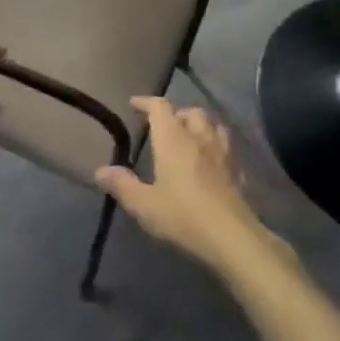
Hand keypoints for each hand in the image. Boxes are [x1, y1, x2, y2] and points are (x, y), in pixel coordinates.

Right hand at [96, 97, 278, 273]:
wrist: (232, 237)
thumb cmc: (183, 216)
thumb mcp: (144, 204)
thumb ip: (122, 185)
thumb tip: (101, 171)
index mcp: (173, 140)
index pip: (160, 108)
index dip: (146, 102)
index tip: (134, 104)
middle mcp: (200, 138)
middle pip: (191, 112)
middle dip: (176, 114)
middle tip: (164, 126)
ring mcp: (223, 153)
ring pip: (213, 126)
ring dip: (200, 126)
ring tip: (190, 138)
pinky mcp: (239, 171)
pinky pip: (227, 148)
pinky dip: (216, 147)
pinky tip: (212, 162)